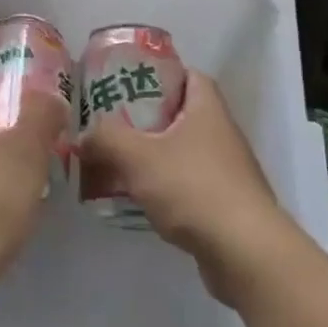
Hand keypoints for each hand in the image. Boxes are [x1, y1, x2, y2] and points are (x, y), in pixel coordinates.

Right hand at [83, 70, 298, 301]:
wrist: (245, 253)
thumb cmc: (193, 188)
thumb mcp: (138, 156)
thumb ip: (105, 139)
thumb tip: (82, 136)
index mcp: (207, 109)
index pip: (188, 75)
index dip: (159, 74)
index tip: (127, 82)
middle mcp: (222, 134)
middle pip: (180, 115)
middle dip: (145, 119)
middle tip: (110, 123)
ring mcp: (226, 172)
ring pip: (181, 152)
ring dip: (151, 156)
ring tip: (115, 162)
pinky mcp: (224, 205)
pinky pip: (186, 185)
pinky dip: (163, 188)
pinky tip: (137, 200)